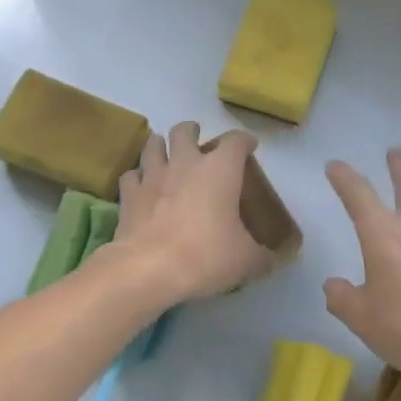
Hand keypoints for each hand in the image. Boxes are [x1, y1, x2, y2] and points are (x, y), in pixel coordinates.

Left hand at [114, 123, 274, 304]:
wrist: (149, 269)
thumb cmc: (206, 256)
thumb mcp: (245, 261)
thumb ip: (261, 257)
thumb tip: (271, 261)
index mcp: (220, 170)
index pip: (236, 141)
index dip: (244, 141)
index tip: (249, 147)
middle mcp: (185, 163)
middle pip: (184, 131)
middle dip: (191, 131)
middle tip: (196, 142)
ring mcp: (153, 176)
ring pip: (152, 145)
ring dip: (160, 145)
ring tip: (165, 154)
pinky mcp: (129, 195)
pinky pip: (131, 175)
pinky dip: (138, 177)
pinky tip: (142, 186)